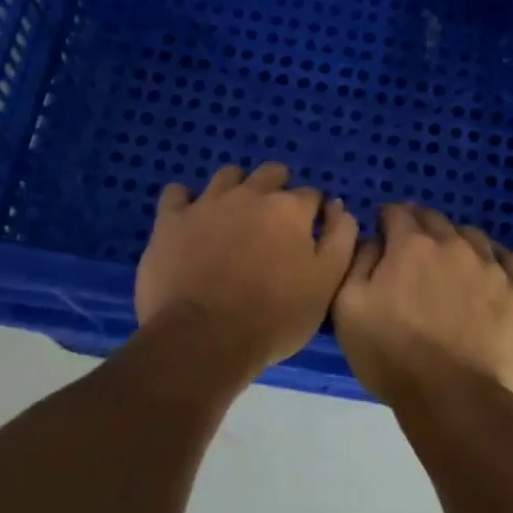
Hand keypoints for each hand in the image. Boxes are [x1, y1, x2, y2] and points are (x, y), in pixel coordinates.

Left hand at [135, 163, 357, 377]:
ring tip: (234, 216)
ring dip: (236, 188)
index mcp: (290, 209)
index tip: (307, 235)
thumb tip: (338, 207)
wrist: (204, 338)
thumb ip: (340, 239)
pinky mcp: (171, 219)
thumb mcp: (327, 284)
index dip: (312, 214)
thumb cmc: (274, 317)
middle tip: (273, 223)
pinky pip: (176, 193)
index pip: (311, 195)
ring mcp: (208, 203)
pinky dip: (185, 201)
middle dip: (277, 189)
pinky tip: (190, 218)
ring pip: (227, 176)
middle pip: (271, 174)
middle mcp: (251, 194)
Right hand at [331, 204, 512, 409]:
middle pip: (434, 219)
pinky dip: (493, 260)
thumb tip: (373, 240)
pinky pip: (508, 259)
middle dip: (419, 228)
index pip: (396, 212)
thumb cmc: (394, 357)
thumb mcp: (348, 309)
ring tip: (451, 267)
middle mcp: (453, 244)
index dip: (386, 221)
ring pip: (471, 236)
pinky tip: (487, 276)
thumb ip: (357, 263)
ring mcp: (491, 265)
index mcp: (411, 245)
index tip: (383, 235)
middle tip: (413, 253)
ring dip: (456, 242)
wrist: (456, 400)